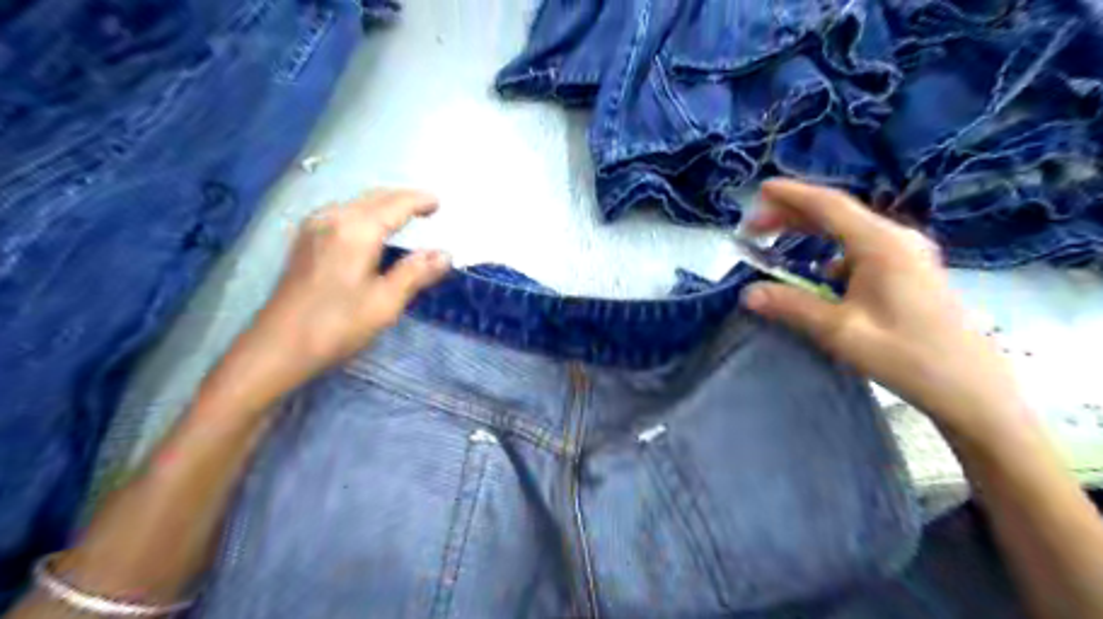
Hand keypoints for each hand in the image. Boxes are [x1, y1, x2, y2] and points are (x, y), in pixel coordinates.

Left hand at [225, 189, 450, 399]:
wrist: (276, 347)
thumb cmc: (336, 326)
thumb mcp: (385, 303)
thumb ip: (416, 273)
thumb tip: (445, 254)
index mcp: (356, 230)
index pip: (395, 205)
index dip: (419, 201)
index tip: (439, 203)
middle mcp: (333, 219)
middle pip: (374, 198)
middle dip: (402, 198)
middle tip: (428, 206)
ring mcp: (314, 228)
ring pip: (356, 203)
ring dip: (383, 204)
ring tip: (405, 214)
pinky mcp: (305, 241)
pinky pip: (342, 213)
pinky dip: (365, 213)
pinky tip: (370, 228)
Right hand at [741, 179, 1023, 438]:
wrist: (969, 386)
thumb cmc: (905, 354)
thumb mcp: (840, 330)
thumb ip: (791, 306)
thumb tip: (747, 293)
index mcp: (881, 244)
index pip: (829, 205)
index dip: (791, 194)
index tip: (759, 190)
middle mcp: (896, 240)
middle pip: (837, 214)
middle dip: (793, 214)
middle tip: (754, 223)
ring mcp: (906, 254)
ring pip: (848, 231)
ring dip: (810, 231)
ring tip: (777, 238)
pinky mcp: (909, 271)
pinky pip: (860, 249)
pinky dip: (830, 250)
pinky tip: (818, 271)